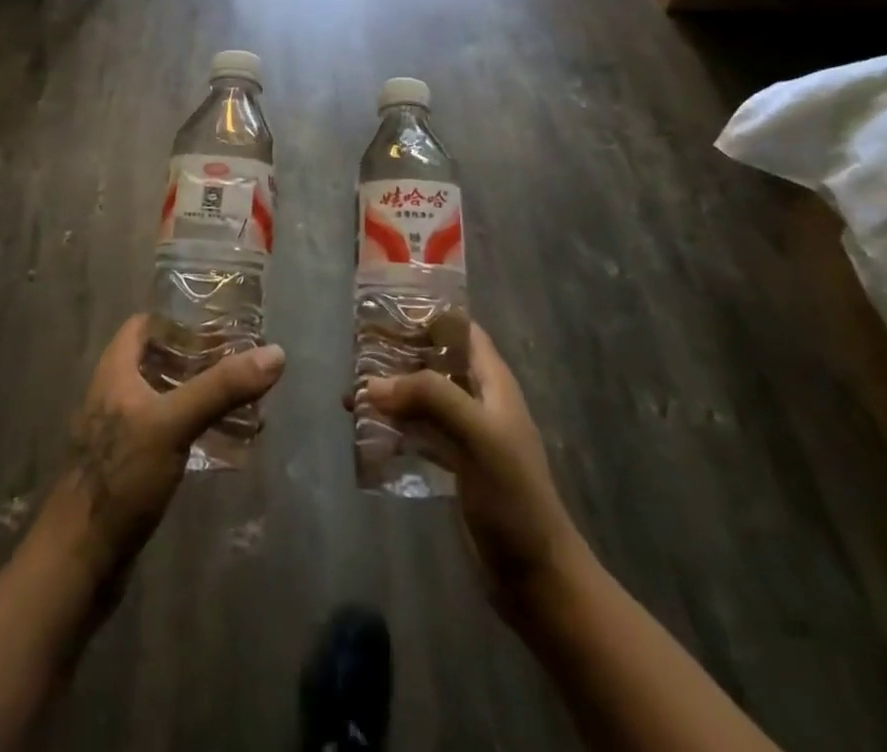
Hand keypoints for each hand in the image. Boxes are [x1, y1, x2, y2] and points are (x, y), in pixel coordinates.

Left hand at [45, 315, 284, 578]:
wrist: (79, 563)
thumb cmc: (120, 478)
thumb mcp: (173, 424)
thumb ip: (221, 388)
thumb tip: (275, 353)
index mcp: (115, 371)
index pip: (146, 324)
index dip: (179, 318)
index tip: (221, 322)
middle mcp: (116, 394)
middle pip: (160, 360)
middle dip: (200, 357)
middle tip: (242, 359)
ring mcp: (122, 433)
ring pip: (167, 397)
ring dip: (201, 394)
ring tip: (244, 397)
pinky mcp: (132, 467)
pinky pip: (169, 433)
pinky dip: (196, 428)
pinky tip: (225, 441)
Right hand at [351, 324, 584, 622]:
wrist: (535, 576)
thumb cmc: (513, 495)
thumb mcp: (477, 435)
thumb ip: (429, 398)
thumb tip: (372, 384)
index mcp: (493, 382)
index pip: (462, 331)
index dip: (430, 315)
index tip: (387, 310)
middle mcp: (479, 400)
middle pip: (436, 362)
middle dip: (399, 355)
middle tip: (356, 354)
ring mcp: (466, 434)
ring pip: (423, 398)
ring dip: (392, 393)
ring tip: (351, 395)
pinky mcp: (455, 466)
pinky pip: (419, 434)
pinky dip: (395, 428)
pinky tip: (365, 434)